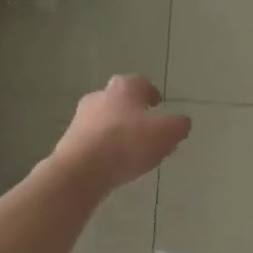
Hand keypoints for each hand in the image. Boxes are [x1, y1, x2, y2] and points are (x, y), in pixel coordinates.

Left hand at [52, 75, 191, 191]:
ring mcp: (81, 118)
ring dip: (119, 132)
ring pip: (107, 121)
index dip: (152, 95)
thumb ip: (178, 125)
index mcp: (124, 87)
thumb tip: (180, 123)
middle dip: (135, 115)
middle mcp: (100, 95)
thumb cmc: (127, 143)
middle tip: (149, 133)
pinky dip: (106, 148)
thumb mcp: (167, 133)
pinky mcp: (71, 140)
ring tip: (133, 153)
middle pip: (122, 102)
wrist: (82, 169)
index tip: (158, 107)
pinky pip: (95, 141)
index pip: (142, 83)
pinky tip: (115, 165)